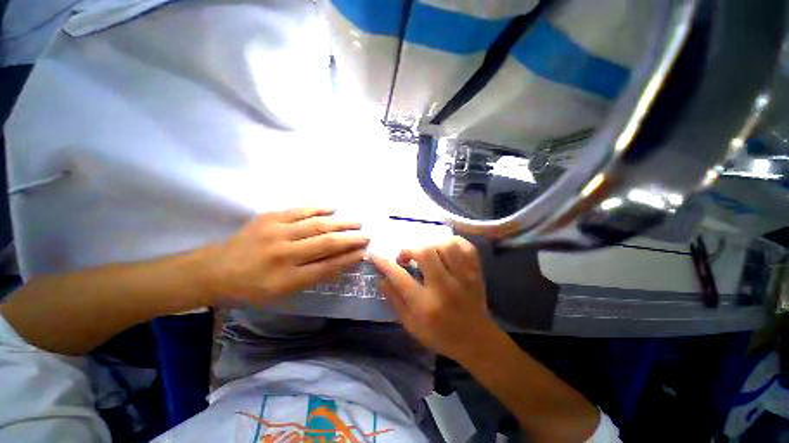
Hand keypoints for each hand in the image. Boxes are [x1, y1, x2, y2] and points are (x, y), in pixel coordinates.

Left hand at [206, 208, 368, 305]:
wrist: (214, 270)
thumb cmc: (250, 288)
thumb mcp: (281, 293)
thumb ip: (311, 278)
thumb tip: (339, 263)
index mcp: (287, 279)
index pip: (328, 266)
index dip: (349, 259)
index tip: (364, 253)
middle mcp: (284, 255)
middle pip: (326, 243)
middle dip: (351, 239)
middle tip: (366, 235)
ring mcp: (276, 233)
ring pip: (317, 225)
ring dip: (341, 223)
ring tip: (357, 222)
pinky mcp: (269, 218)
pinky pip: (300, 210)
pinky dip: (319, 208)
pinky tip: (334, 207)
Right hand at [372, 236, 499, 361]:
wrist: (476, 340)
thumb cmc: (440, 335)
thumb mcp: (411, 326)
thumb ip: (395, 301)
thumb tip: (381, 279)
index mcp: (426, 305)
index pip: (400, 277)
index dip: (385, 263)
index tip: (376, 256)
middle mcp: (444, 287)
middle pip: (425, 252)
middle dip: (410, 249)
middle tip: (406, 258)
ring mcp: (464, 277)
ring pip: (445, 245)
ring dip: (430, 245)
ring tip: (426, 253)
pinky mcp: (476, 272)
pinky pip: (465, 246)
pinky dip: (452, 242)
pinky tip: (444, 249)